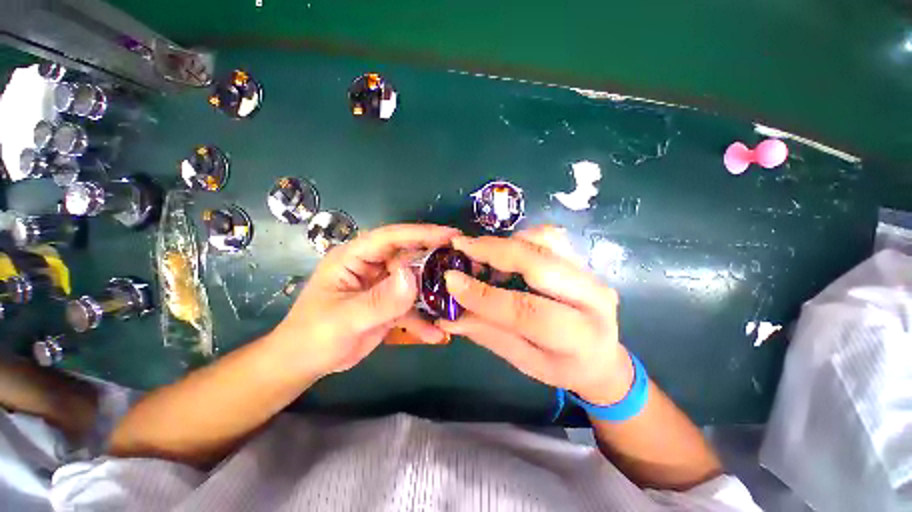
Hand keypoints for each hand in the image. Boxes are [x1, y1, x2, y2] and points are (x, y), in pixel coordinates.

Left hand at [270, 224, 459, 378]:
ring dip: (433, 290)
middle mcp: (371, 266)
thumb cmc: (314, 335)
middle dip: (434, 260)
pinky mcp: (387, 303)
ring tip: (458, 296)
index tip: (451, 235)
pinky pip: (409, 305)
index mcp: (354, 257)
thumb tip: (413, 277)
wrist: (305, 363)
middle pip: (408, 256)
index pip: (391, 237)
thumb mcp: (345, 319)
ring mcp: (381, 285)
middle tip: (463, 263)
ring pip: (413, 280)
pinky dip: (422, 318)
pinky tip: (435, 333)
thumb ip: (380, 299)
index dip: (421, 233)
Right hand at [438, 226, 633, 403]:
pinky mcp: (582, 260)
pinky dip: (521, 238)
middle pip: (539, 264)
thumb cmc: (561, 366)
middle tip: (460, 246)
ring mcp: (590, 274)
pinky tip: (504, 251)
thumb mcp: (523, 361)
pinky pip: (549, 238)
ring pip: (546, 242)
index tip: (451, 279)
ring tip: (479, 250)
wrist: (602, 356)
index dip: (485, 295)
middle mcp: (593, 298)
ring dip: (506, 242)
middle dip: (494, 252)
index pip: (527, 311)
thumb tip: (447, 316)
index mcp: (579, 337)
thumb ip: (487, 333)